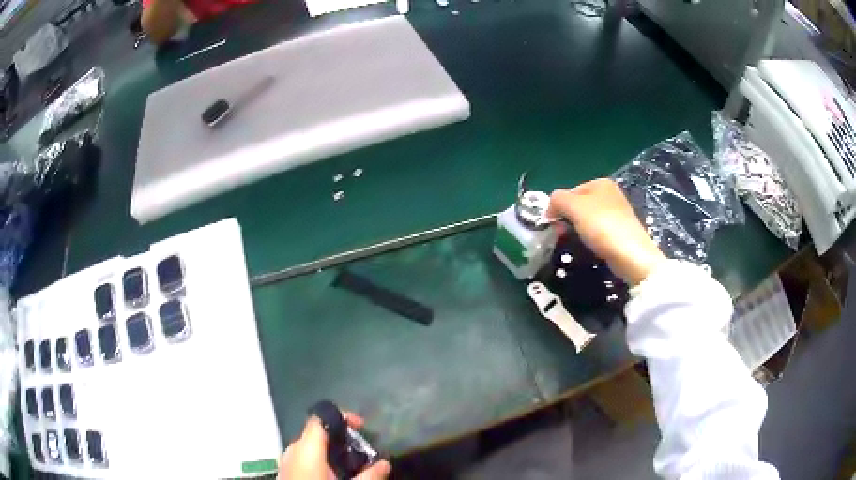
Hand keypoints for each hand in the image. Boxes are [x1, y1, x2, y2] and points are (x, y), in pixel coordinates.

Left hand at [279, 412, 391, 479]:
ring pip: (311, 447)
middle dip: (342, 439)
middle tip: (364, 453)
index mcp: (306, 448)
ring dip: (332, 452)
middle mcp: (293, 449)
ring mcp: (287, 461)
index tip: (363, 426)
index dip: (343, 416)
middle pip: (317, 432)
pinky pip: (305, 458)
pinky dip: (321, 461)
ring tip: (352, 467)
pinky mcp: (286, 471)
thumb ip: (370, 475)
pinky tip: (334, 476)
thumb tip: (385, 463)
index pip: (320, 416)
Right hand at [547, 178, 665, 285]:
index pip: (569, 192)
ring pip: (587, 219)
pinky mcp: (620, 231)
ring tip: (574, 242)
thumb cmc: (602, 225)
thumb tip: (550, 207)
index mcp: (600, 183)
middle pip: (579, 205)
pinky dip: (590, 238)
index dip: (558, 207)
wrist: (631, 254)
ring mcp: (617, 213)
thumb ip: (557, 199)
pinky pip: (598, 231)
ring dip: (577, 230)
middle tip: (561, 234)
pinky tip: (590, 246)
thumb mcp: (574, 207)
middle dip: (567, 219)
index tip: (553, 224)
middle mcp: (610, 194)